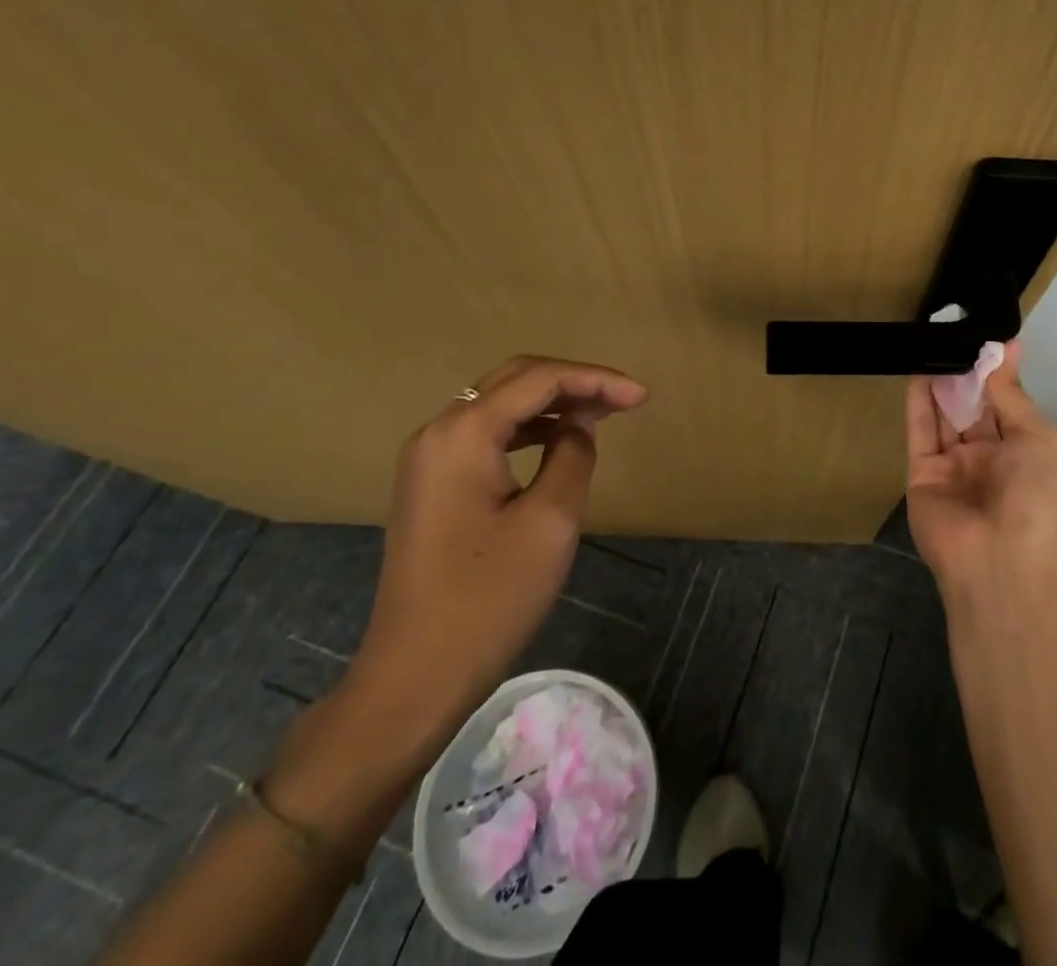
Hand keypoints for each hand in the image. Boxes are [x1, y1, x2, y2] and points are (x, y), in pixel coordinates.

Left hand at [340, 356, 647, 758]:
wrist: (414, 676)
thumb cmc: (488, 599)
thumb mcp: (550, 521)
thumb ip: (573, 455)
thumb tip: (578, 424)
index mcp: (463, 433)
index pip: (539, 379)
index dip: (595, 379)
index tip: (642, 396)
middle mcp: (438, 432)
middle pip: (515, 380)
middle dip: (574, 382)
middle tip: (624, 399)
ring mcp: (429, 458)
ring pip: (500, 404)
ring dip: (552, 402)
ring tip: (601, 413)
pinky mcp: (432, 483)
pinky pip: (487, 434)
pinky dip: (528, 428)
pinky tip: (559, 440)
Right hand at [905, 342, 1056, 609]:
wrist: (1001, 565)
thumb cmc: (1035, 499)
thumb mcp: (1038, 439)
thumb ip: (1012, 395)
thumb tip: (1007, 348)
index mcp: (1022, 452)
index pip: (1006, 404)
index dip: (997, 373)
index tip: (986, 337)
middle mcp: (988, 457)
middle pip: (973, 407)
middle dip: (966, 374)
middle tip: (953, 333)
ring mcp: (953, 466)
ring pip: (944, 415)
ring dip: (941, 382)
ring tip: (934, 342)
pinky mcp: (921, 474)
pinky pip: (920, 431)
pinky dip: (918, 402)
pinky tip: (918, 371)